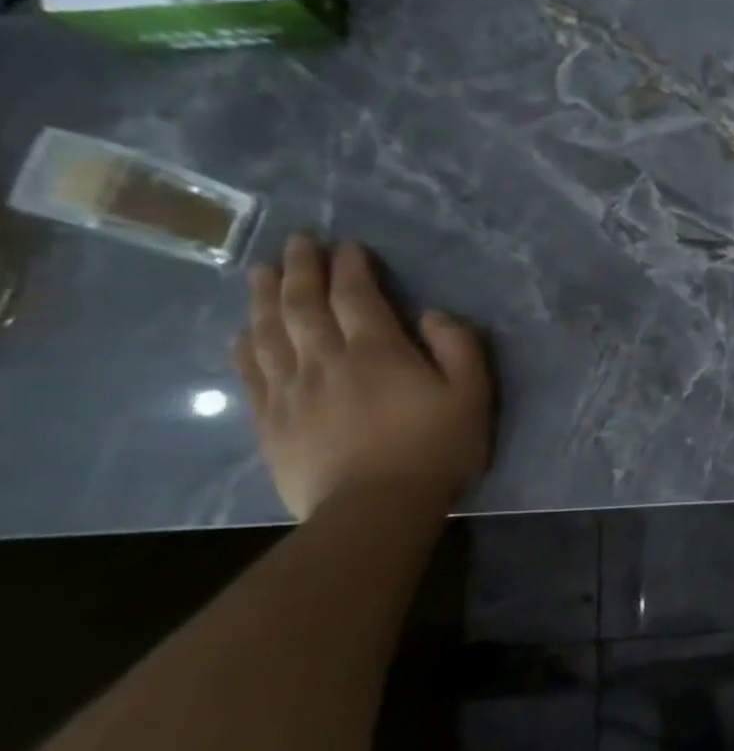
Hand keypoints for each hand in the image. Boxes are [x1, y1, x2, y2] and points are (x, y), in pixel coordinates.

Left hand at [233, 236, 493, 519]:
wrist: (375, 507)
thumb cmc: (435, 448)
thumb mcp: (472, 395)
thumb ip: (458, 347)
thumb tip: (432, 314)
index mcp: (377, 351)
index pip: (356, 296)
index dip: (351, 267)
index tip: (348, 246)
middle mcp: (325, 360)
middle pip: (303, 305)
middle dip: (302, 269)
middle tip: (298, 243)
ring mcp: (291, 390)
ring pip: (269, 331)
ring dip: (265, 297)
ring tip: (263, 273)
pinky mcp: (271, 420)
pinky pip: (250, 371)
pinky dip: (246, 343)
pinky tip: (244, 330)